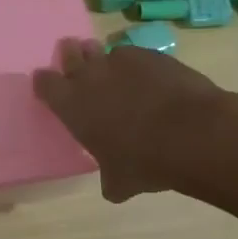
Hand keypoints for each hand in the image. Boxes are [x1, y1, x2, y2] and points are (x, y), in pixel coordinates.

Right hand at [34, 39, 237, 201]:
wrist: (192, 134)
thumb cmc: (144, 162)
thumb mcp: (120, 182)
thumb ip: (109, 178)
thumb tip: (114, 187)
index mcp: (71, 105)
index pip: (45, 83)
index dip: (46, 83)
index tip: (49, 87)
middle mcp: (90, 76)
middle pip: (70, 53)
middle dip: (72, 56)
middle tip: (78, 62)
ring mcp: (121, 61)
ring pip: (103, 51)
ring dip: (105, 60)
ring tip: (116, 73)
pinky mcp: (151, 55)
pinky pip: (135, 55)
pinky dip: (138, 65)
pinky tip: (151, 79)